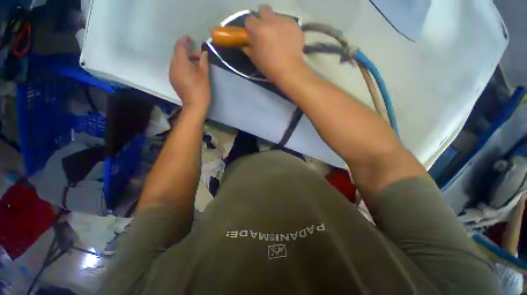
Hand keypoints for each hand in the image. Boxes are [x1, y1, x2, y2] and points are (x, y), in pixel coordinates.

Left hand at [169, 36, 210, 111]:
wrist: (195, 106)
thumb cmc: (201, 90)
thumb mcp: (205, 74)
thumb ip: (203, 61)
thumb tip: (204, 52)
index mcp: (180, 63)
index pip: (179, 47)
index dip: (184, 41)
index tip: (190, 38)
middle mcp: (173, 67)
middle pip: (178, 54)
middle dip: (188, 53)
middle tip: (200, 58)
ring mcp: (172, 74)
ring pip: (177, 62)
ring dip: (186, 60)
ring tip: (198, 66)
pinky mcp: (173, 80)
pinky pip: (177, 69)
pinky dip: (184, 67)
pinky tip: (192, 73)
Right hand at [243, 6, 305, 81]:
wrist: (289, 70)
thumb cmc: (269, 67)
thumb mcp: (255, 59)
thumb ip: (249, 48)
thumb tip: (246, 44)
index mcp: (258, 29)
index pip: (249, 20)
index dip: (250, 28)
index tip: (253, 35)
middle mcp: (271, 21)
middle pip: (264, 10)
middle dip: (262, 18)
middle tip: (265, 31)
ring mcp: (284, 21)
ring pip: (277, 16)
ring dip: (275, 24)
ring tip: (279, 38)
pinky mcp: (295, 25)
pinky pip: (288, 23)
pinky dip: (286, 30)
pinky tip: (288, 40)